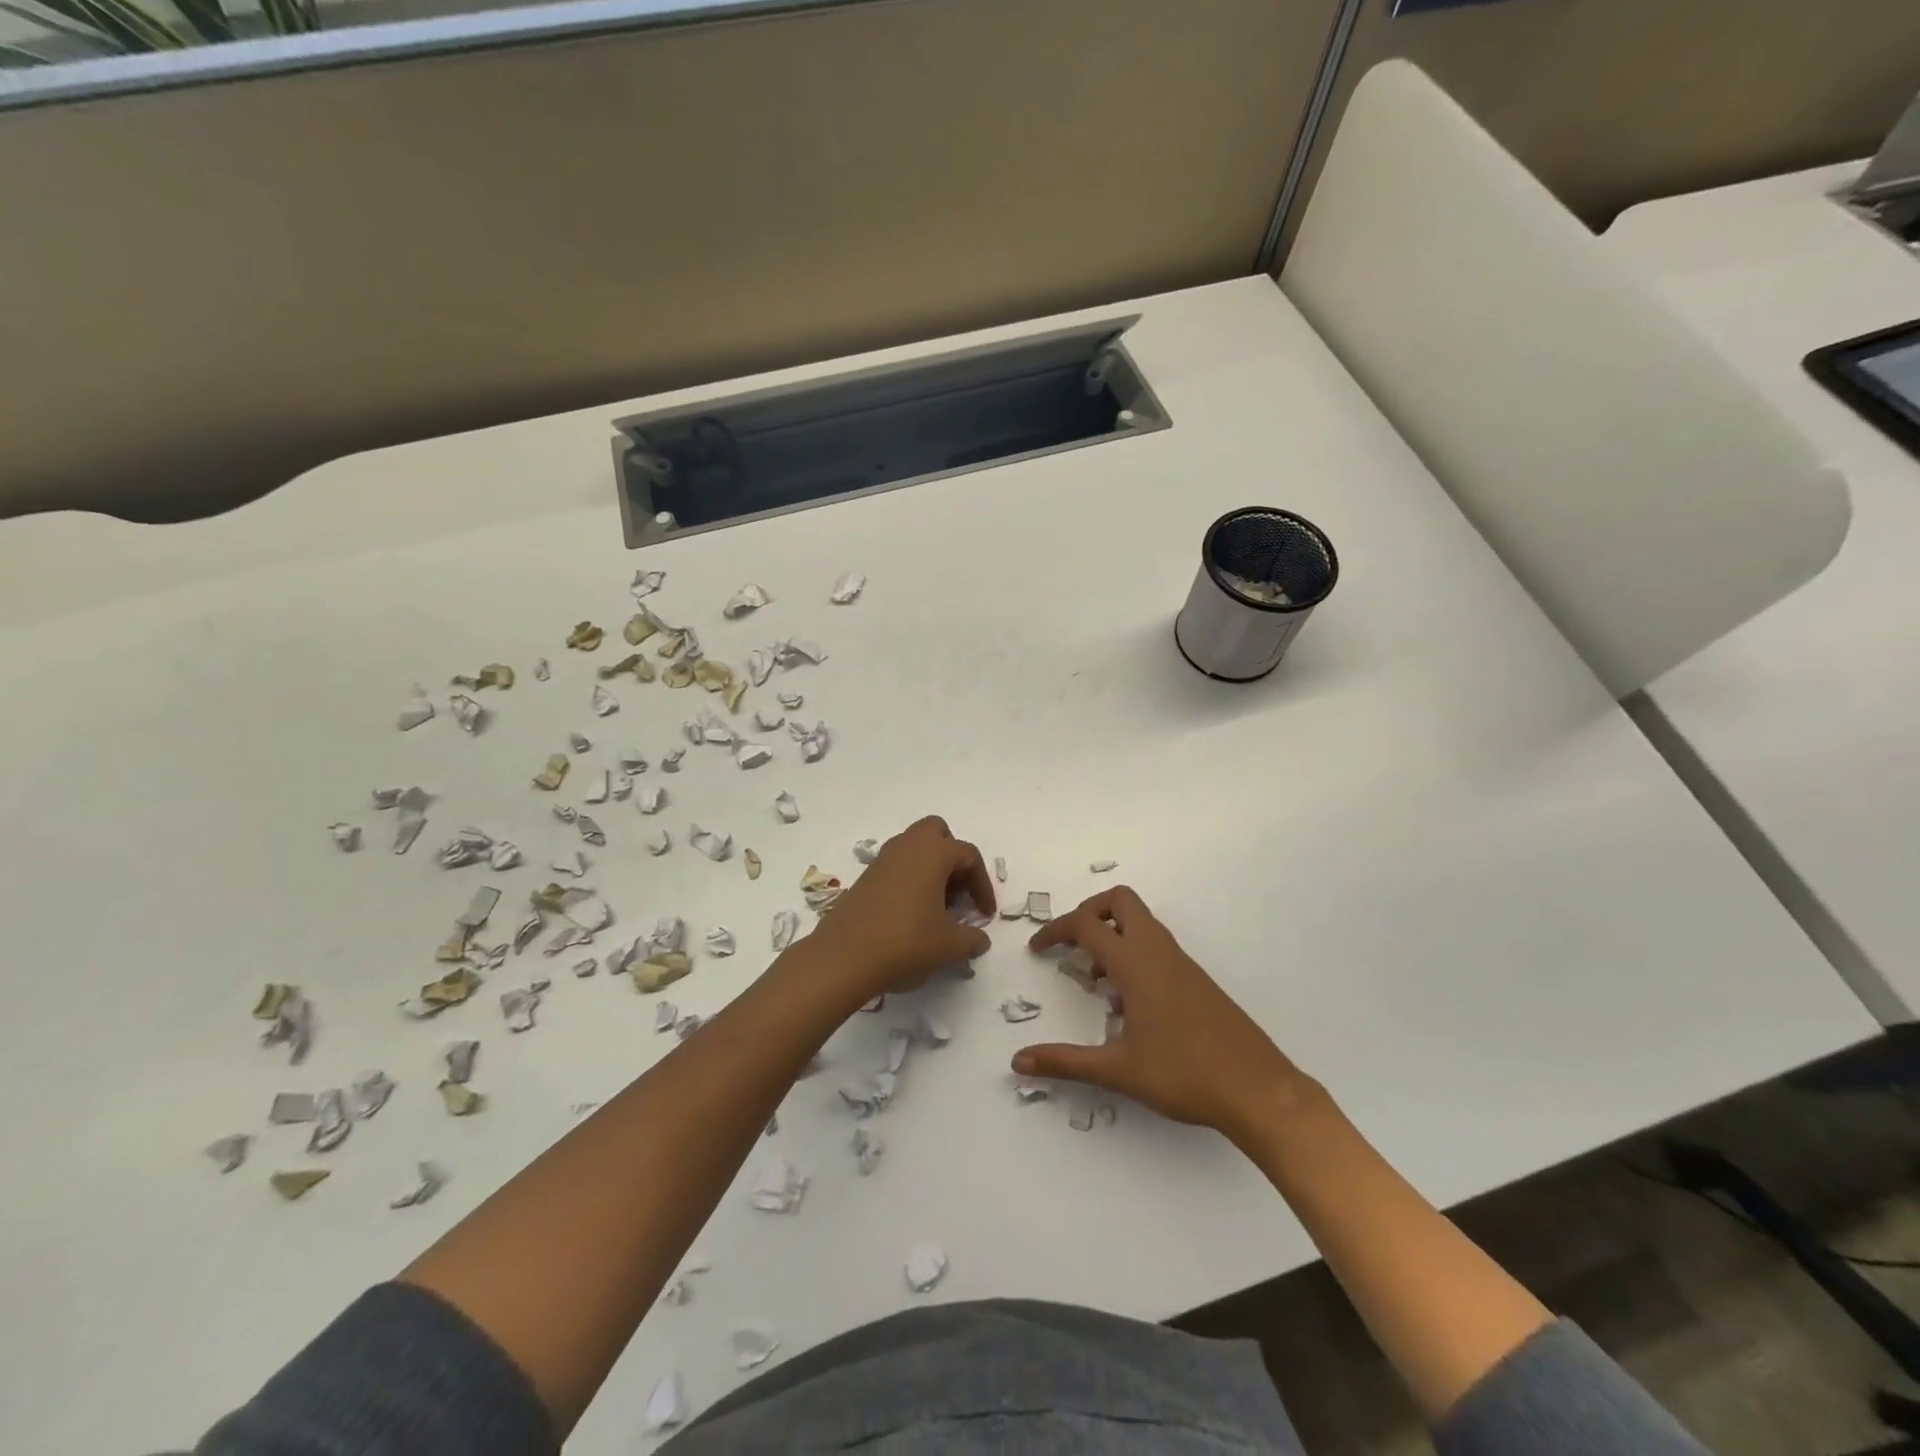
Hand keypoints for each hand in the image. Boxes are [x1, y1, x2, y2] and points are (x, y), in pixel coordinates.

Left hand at [806, 816, 995, 998]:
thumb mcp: (949, 946)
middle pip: (937, 833)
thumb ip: (972, 940)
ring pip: (914, 848)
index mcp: (933, 852)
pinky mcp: (865, 878)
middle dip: (953, 857)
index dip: (982, 885)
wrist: (844, 957)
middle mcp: (907, 846)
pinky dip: (910, 879)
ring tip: (937, 906)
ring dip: (930, 868)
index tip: (985, 915)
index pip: (968, 856)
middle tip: (958, 892)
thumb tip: (980, 940)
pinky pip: (896, 866)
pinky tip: (912, 913)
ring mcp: (882, 860)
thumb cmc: (906, 942)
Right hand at [1013, 887, 1315, 1140]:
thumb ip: (1066, 1062)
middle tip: (1071, 945)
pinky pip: (1156, 946)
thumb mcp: (1118, 1070)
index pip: (1086, 925)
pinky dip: (1132, 954)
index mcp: (1136, 963)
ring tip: (1095, 982)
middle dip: (1089, 912)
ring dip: (1112, 935)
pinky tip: (1128, 1003)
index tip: (1037, 950)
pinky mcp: (1196, 979)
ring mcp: (1181, 963)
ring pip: (1141, 923)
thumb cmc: (1184, 1075)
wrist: (1258, 1090)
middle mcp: (1158, 951)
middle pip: (1120, 901)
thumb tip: (1019, 1061)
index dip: (1056, 930)